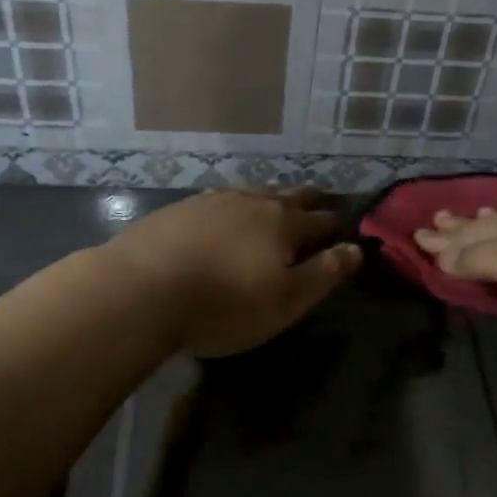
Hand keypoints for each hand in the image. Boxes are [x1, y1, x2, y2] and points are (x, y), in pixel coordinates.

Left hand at [109, 189, 361, 358]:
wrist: (140, 289)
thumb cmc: (223, 303)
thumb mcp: (285, 300)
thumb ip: (324, 273)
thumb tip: (356, 249)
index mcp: (283, 223)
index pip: (320, 221)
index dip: (335, 227)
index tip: (344, 228)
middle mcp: (251, 202)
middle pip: (288, 197)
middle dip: (307, 202)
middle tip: (317, 204)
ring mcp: (211, 202)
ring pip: (252, 194)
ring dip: (269, 199)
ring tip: (274, 204)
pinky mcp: (178, 210)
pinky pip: (218, 202)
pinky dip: (233, 208)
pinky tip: (223, 216)